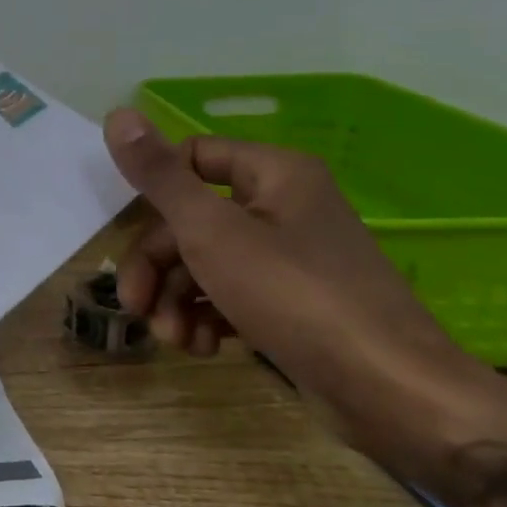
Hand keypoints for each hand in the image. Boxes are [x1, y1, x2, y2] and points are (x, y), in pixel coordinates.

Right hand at [103, 108, 481, 469]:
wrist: (390, 391)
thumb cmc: (294, 296)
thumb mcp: (211, 231)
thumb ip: (160, 176)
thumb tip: (116, 115)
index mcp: (273, 174)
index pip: (190, 160)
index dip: (154, 197)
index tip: (131, 240)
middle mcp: (282, 206)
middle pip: (189, 221)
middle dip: (156, 268)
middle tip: (135, 307)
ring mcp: (288, 257)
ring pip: (204, 263)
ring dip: (175, 301)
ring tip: (174, 339)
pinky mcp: (291, 302)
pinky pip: (230, 295)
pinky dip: (206, 318)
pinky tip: (202, 348)